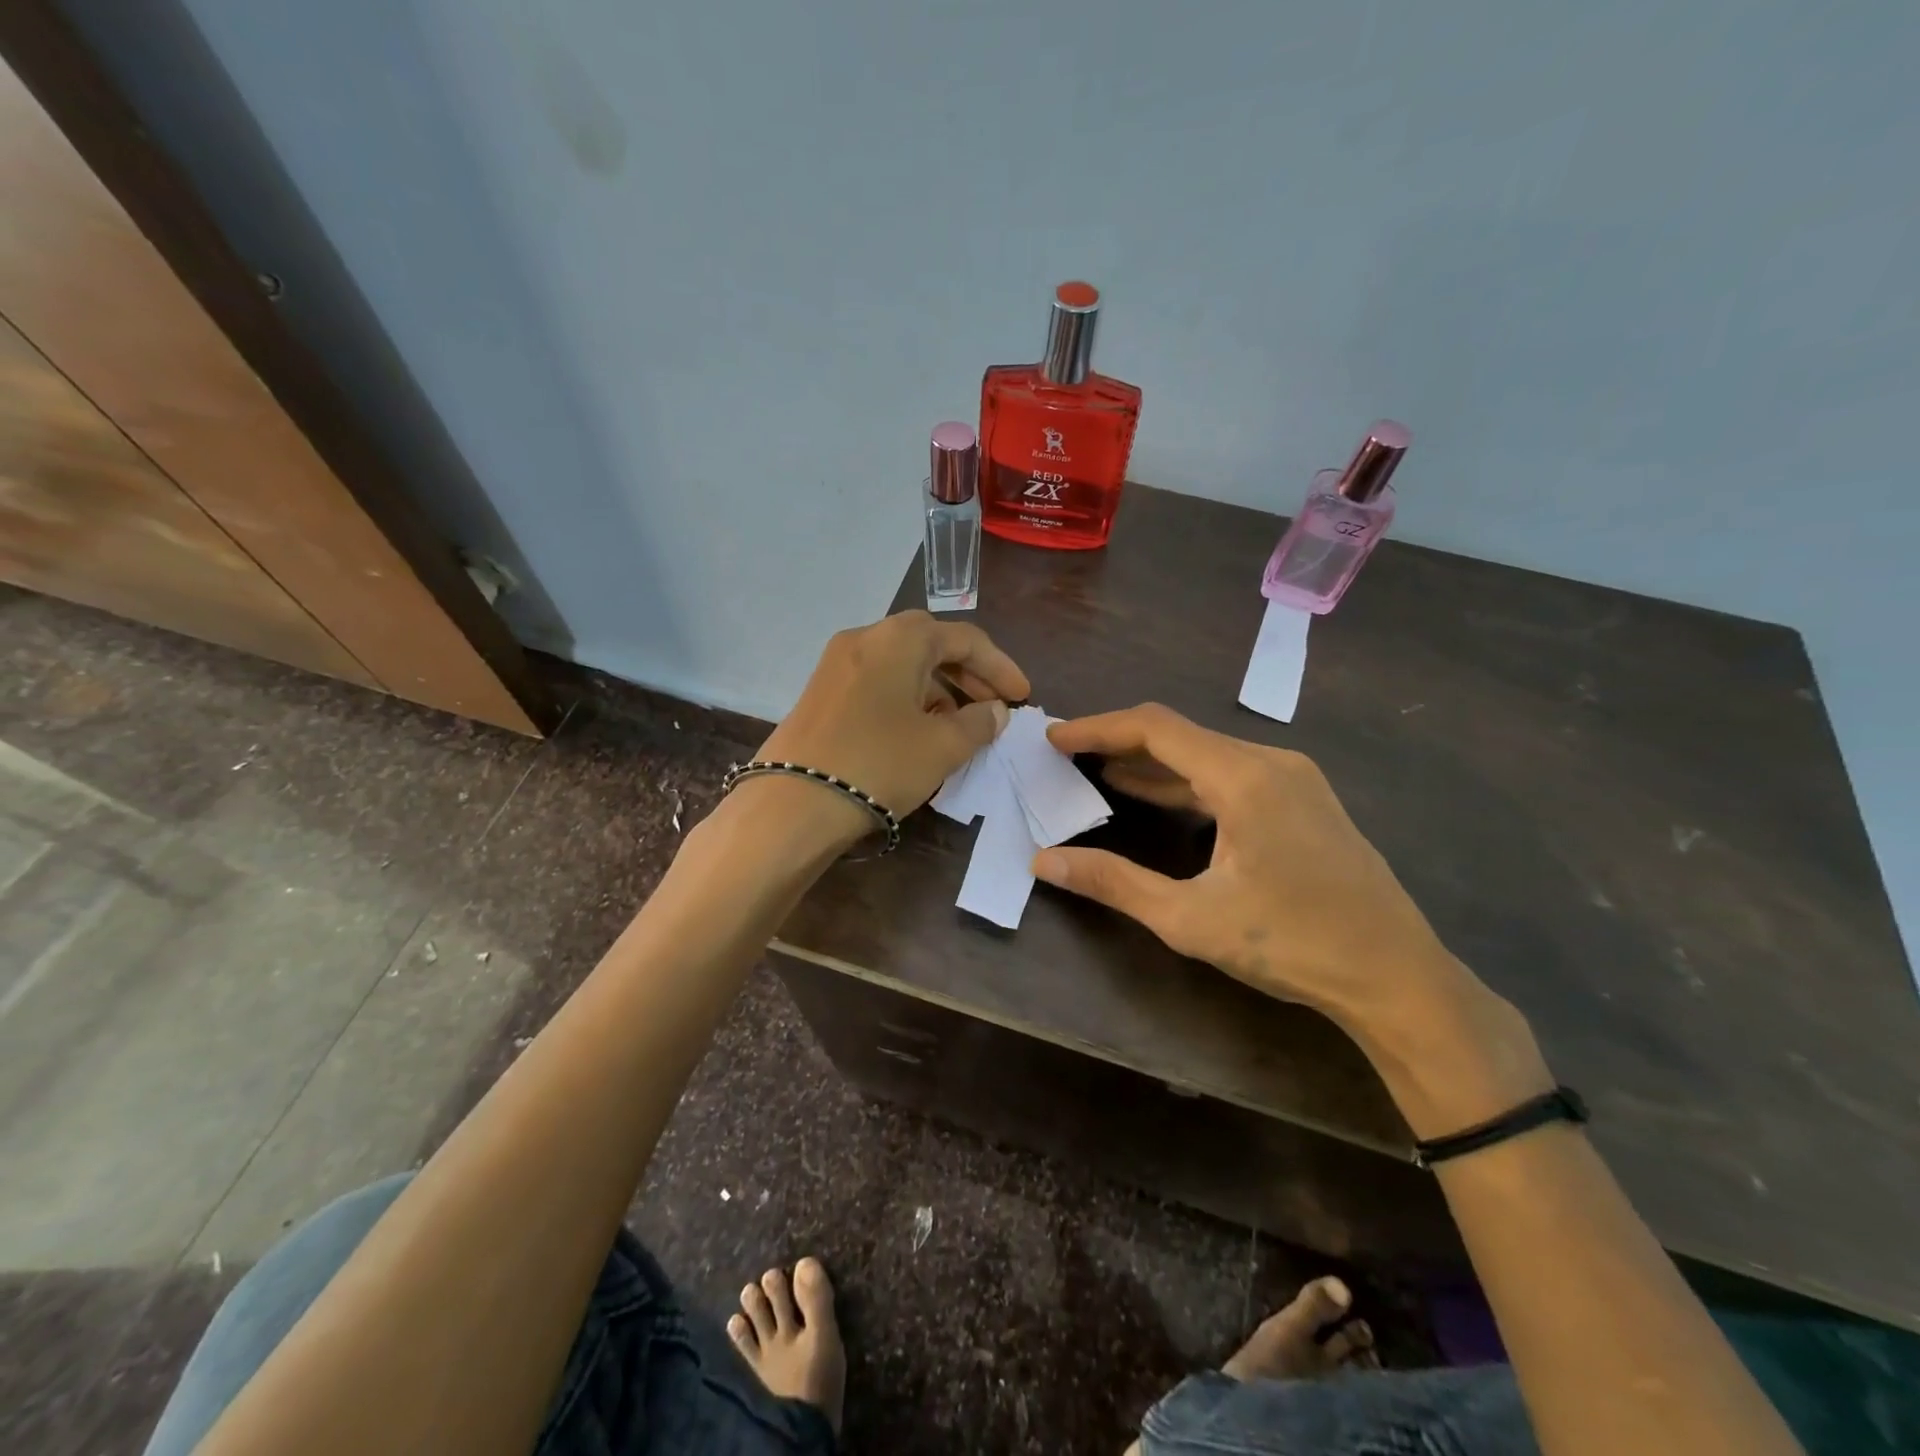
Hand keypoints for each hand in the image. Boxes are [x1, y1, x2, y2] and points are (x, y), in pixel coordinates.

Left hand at [757, 611, 1029, 821]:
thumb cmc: (879, 764)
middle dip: (969, 674)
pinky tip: (920, 730)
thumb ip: (979, 723)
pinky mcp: (822, 691)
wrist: (794, 803)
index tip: (1023, 697)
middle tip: (994, 707)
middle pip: (931, 644)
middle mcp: (867, 638)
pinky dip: (908, 698)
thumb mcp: (942, 746)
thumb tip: (995, 711)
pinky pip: (879, 682)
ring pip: (903, 664)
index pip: (965, 639)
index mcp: (900, 638)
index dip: (1000, 667)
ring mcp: (838, 663)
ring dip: (939, 688)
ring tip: (961, 725)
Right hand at [1032, 703, 1462, 1030]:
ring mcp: (1294, 779)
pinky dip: (1186, 782)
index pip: (1155, 728)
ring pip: (1206, 755)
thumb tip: (1044, 862)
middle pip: (1180, 734)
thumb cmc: (1293, 944)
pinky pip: (1231, 775)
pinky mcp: (1305, 801)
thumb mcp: (1190, 918)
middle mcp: (1271, 762)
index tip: (1054, 738)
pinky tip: (1159, 799)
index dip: (1098, 727)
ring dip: (1152, 764)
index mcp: (1244, 777)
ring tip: (1099, 772)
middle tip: (1069, 755)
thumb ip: (1113, 883)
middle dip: (1119, 742)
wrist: (1398, 977)